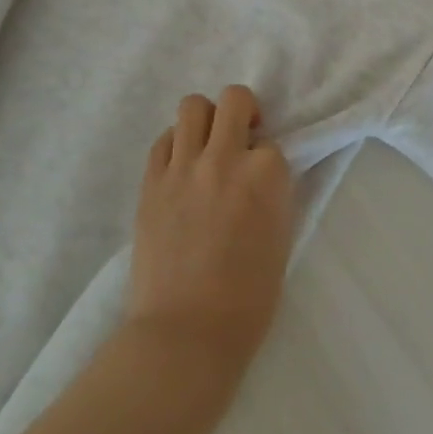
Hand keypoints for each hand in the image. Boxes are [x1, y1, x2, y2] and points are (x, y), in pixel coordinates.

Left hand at [126, 86, 293, 374]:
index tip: (262, 183)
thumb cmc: (249, 297)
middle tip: (242, 138)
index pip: (272, 143)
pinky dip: (175, 144)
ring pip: (192, 106)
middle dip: (243, 112)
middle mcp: (225, 159)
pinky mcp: (151, 184)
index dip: (267, 161)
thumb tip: (262, 173)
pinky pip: (163, 140)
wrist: (186, 333)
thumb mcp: (281, 235)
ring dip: (206, 119)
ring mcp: (183, 168)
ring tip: (208, 146)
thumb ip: (273, 192)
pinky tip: (181, 168)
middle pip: (234, 99)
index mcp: (266, 174)